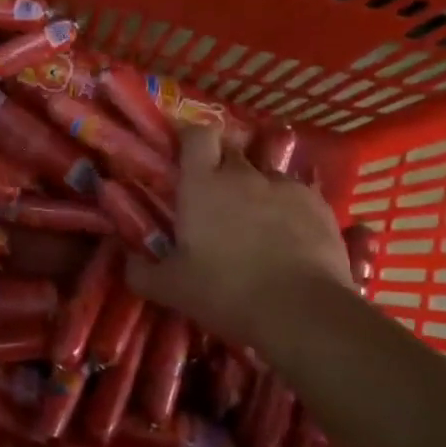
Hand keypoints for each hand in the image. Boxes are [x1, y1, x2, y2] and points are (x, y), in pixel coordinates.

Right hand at [127, 125, 352, 351]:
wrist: (301, 311)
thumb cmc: (225, 291)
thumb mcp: (171, 289)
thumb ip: (141, 272)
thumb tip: (126, 261)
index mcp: (202, 185)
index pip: (197, 135)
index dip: (191, 139)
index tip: (185, 156)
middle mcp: (243, 175)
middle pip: (231, 152)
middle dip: (221, 167)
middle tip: (214, 199)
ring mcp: (285, 187)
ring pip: (265, 176)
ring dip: (256, 191)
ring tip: (256, 224)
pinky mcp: (319, 205)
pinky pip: (296, 197)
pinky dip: (288, 210)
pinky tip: (288, 239)